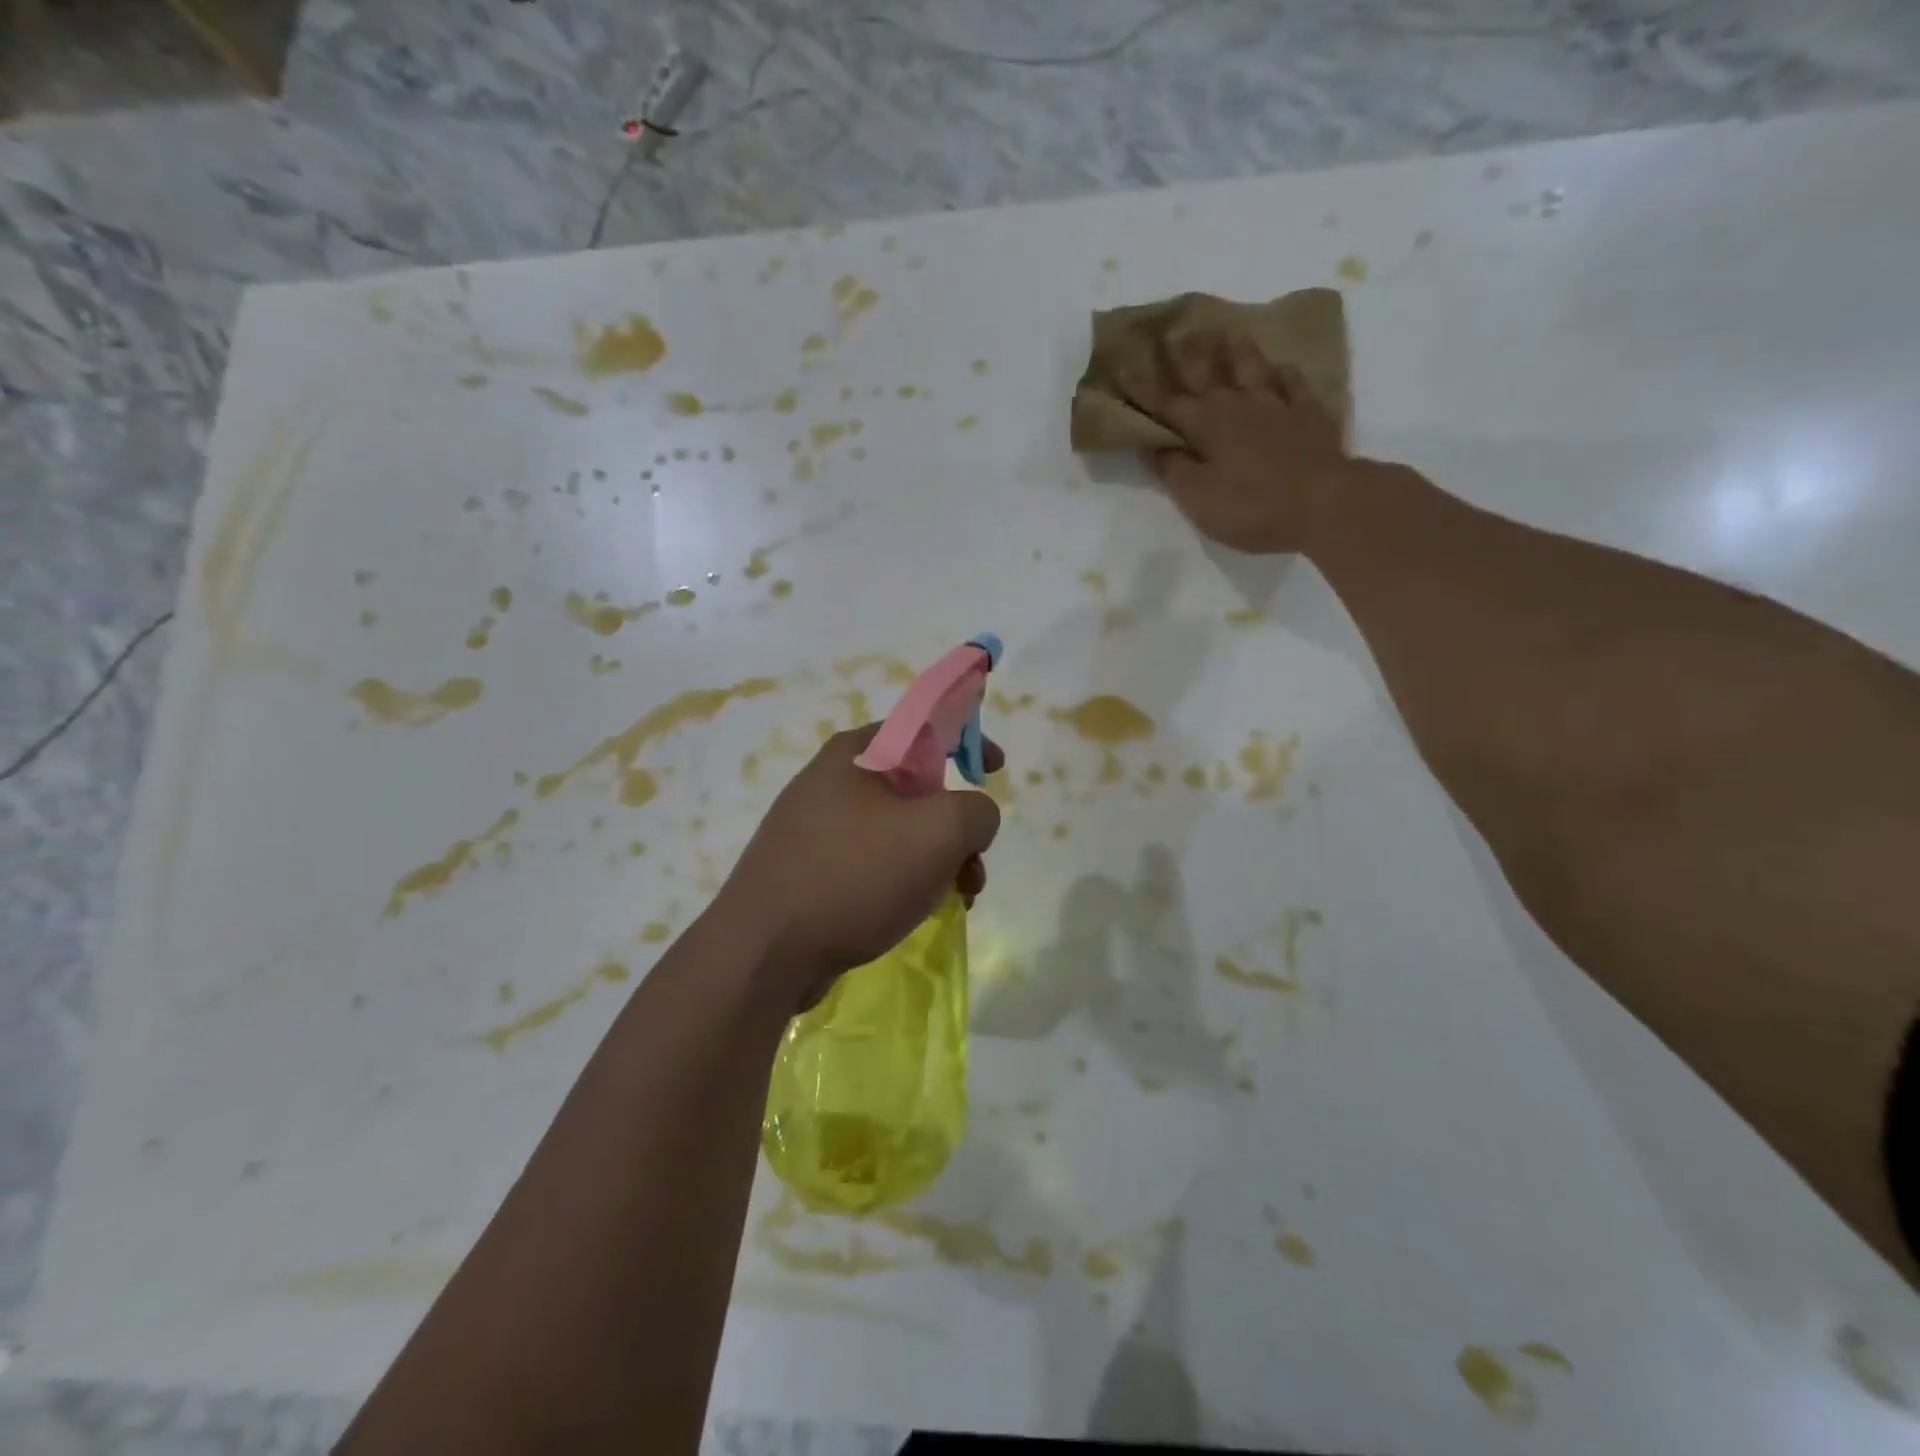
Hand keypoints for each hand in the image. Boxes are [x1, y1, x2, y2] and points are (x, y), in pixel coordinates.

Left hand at [716, 726, 1001, 1011]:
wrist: (764, 952)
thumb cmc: (855, 875)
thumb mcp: (939, 832)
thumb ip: (976, 811)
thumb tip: (973, 818)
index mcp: (855, 753)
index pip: (922, 725)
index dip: (967, 739)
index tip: (995, 770)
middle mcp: (831, 781)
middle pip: (915, 787)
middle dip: (956, 824)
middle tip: (974, 862)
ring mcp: (814, 828)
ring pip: (897, 831)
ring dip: (937, 859)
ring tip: (956, 897)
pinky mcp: (808, 871)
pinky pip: (872, 862)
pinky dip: (904, 880)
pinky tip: (916, 912)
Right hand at [1116, 330, 1349, 554]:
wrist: (1324, 503)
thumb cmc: (1251, 506)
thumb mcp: (1198, 497)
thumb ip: (1172, 469)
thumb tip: (1153, 445)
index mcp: (1206, 425)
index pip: (1166, 403)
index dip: (1142, 387)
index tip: (1123, 364)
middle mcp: (1238, 404)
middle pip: (1207, 374)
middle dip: (1186, 356)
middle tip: (1173, 332)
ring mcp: (1277, 405)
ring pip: (1252, 368)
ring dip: (1236, 351)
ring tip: (1227, 334)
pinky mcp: (1309, 414)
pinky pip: (1293, 383)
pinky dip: (1282, 373)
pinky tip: (1279, 367)